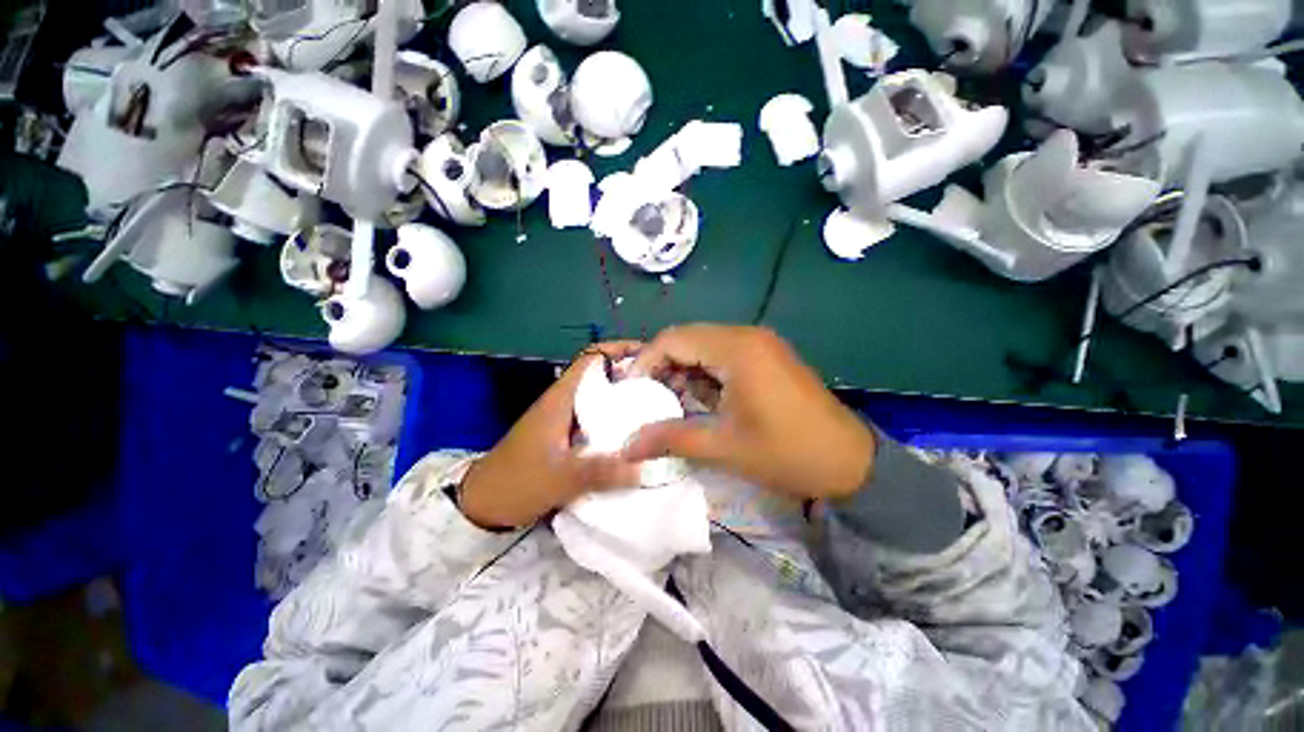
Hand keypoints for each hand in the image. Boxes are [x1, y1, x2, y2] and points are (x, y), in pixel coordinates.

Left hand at [459, 343, 642, 529]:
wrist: (483, 503)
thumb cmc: (517, 482)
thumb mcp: (559, 478)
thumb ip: (601, 471)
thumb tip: (645, 465)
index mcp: (561, 399)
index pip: (591, 358)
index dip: (618, 350)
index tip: (650, 356)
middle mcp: (563, 401)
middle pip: (600, 375)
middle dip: (629, 374)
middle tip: (662, 385)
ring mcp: (564, 418)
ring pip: (599, 396)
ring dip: (623, 396)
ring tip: (655, 405)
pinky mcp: (564, 434)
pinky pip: (595, 416)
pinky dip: (614, 416)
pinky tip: (632, 432)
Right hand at [624, 325, 874, 500]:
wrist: (851, 463)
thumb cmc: (787, 453)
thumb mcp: (724, 447)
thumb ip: (670, 438)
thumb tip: (626, 447)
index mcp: (737, 350)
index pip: (674, 339)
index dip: (646, 361)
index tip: (632, 390)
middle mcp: (747, 336)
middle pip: (688, 338)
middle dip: (663, 366)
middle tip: (647, 398)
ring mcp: (760, 344)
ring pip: (704, 346)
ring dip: (683, 369)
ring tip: (669, 401)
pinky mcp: (767, 356)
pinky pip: (723, 355)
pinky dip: (704, 373)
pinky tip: (699, 398)